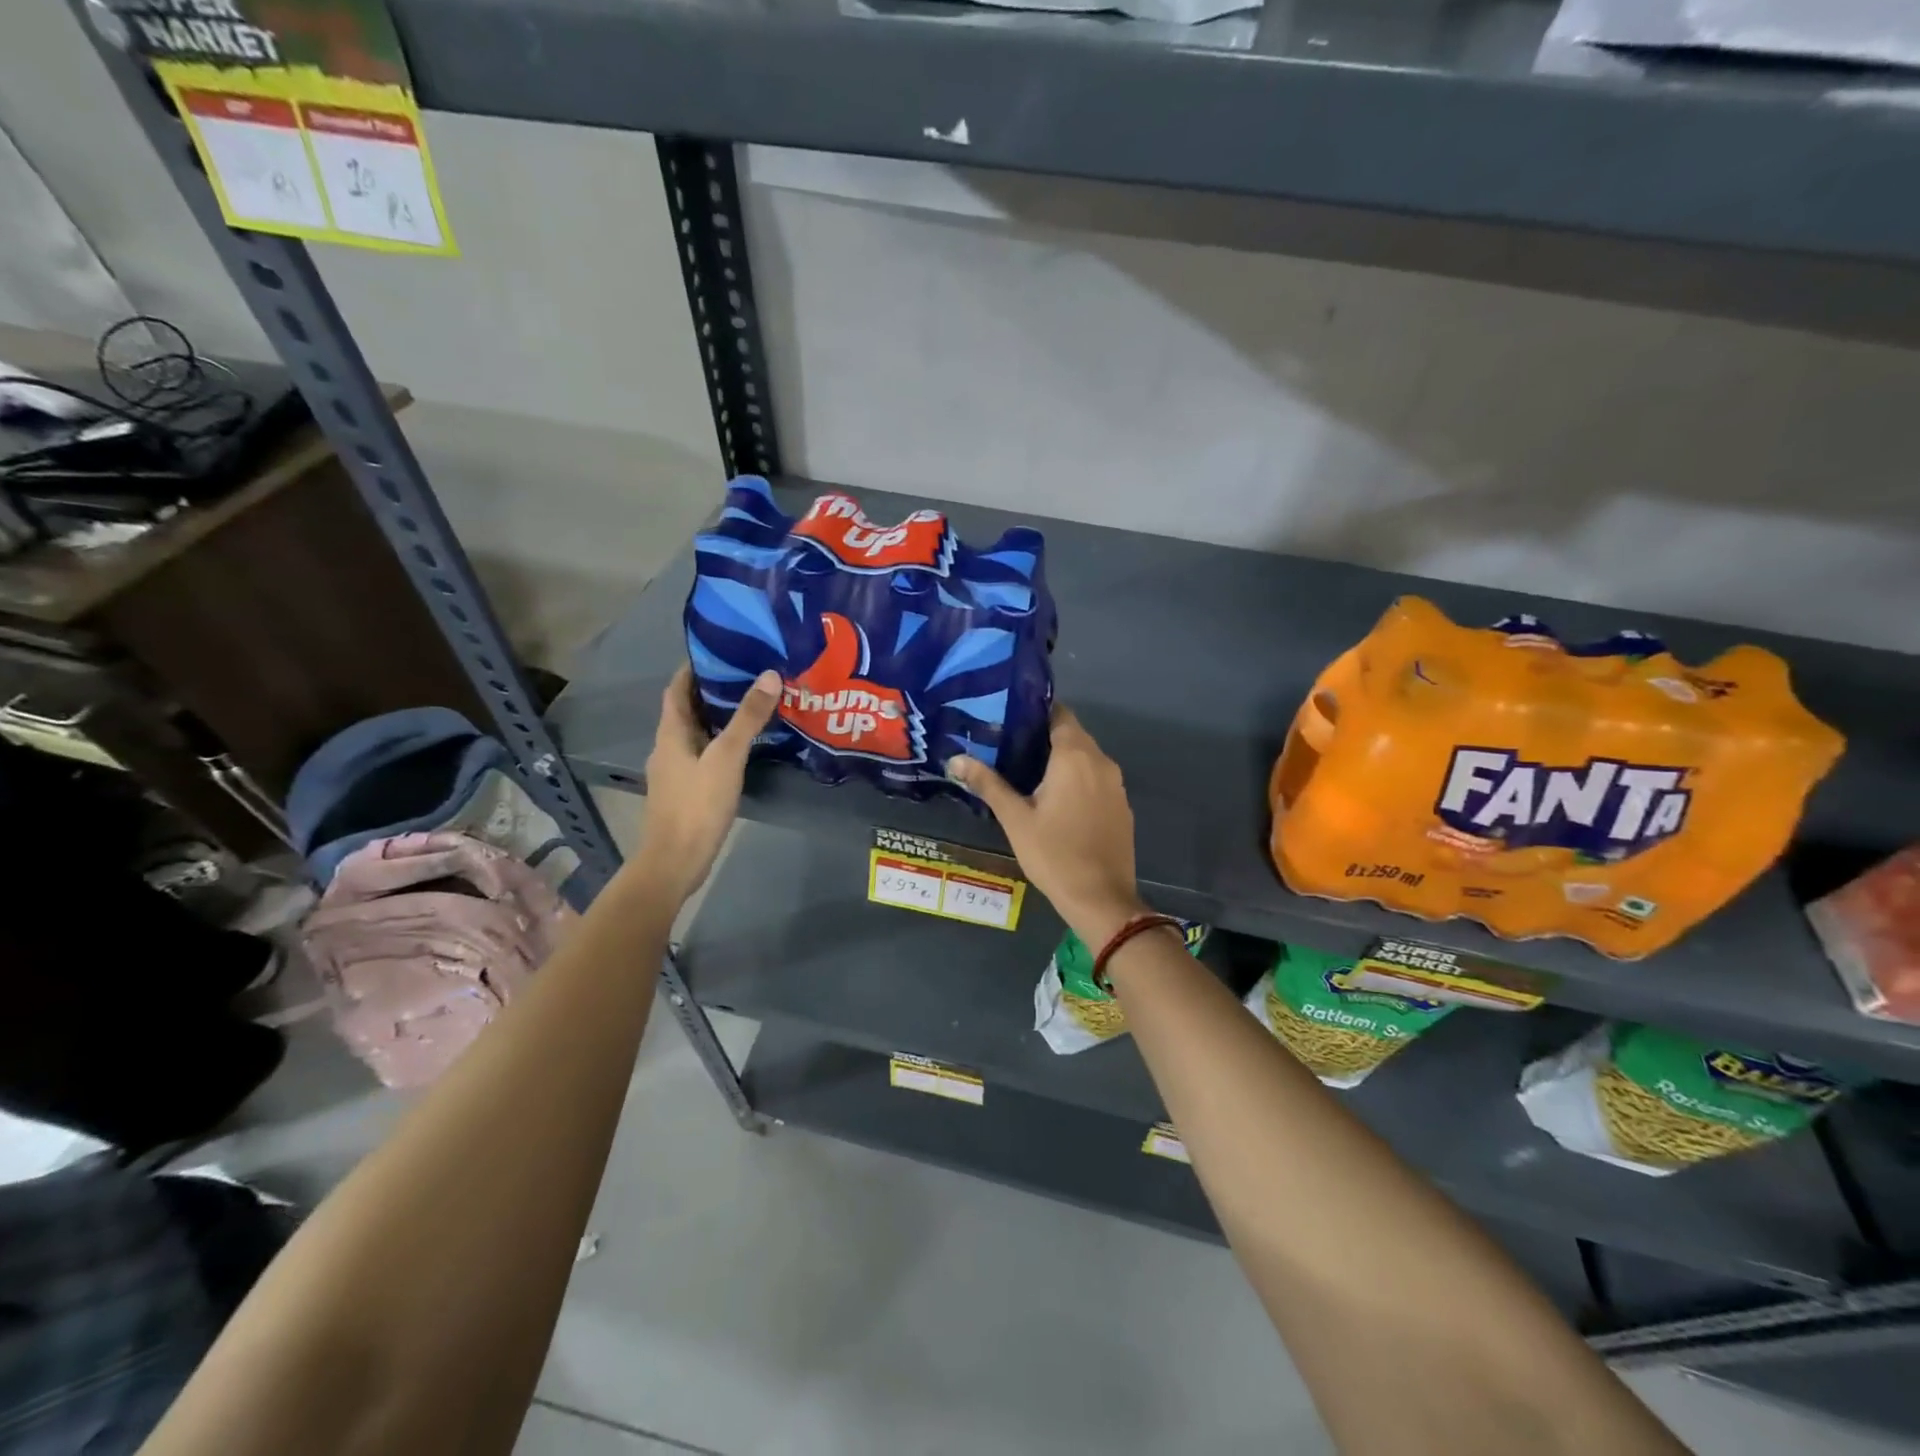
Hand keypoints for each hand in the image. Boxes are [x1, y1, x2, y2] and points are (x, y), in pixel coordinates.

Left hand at [631, 663, 781, 903]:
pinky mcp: (687, 790)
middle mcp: (668, 747)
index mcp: (670, 733)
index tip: (721, 650)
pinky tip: (746, 747)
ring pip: (697, 733)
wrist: (675, 862)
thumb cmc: (696, 805)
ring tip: (753, 704)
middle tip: (748, 674)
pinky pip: (704, 754)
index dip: (694, 667)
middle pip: (688, 709)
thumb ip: (747, 718)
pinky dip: (722, 742)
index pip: (677, 689)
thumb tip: (769, 675)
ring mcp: (676, 771)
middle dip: (713, 690)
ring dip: (719, 717)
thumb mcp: (726, 757)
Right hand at [946, 706, 1148, 946]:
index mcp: (1075, 756)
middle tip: (1009, 747)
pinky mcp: (1121, 805)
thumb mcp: (1015, 819)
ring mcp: (1116, 784)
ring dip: (1061, 760)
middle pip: (1072, 734)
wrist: (1101, 898)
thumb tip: (955, 759)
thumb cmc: (1054, 854)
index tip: (1009, 720)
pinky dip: (1078, 779)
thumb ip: (988, 784)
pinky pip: (1097, 779)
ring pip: (1086, 758)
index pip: (1059, 713)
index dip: (1034, 712)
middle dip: (1043, 737)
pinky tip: (1056, 799)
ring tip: (1027, 772)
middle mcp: (1101, 761)